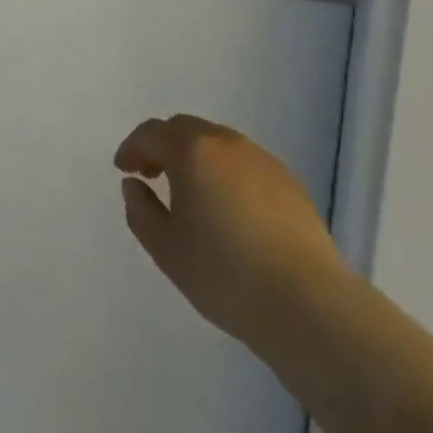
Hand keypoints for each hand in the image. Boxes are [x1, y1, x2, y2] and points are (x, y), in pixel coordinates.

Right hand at [114, 114, 347, 355]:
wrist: (308, 304)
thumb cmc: (226, 275)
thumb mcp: (166, 249)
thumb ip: (141, 210)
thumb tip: (134, 185)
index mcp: (192, 151)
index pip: (151, 133)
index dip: (132, 148)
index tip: (124, 169)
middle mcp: (225, 143)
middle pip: (184, 128)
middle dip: (162, 145)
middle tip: (151, 174)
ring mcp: (261, 158)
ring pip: (216, 142)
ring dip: (194, 156)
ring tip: (190, 192)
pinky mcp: (287, 180)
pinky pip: (243, 162)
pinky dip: (224, 171)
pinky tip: (228, 207)